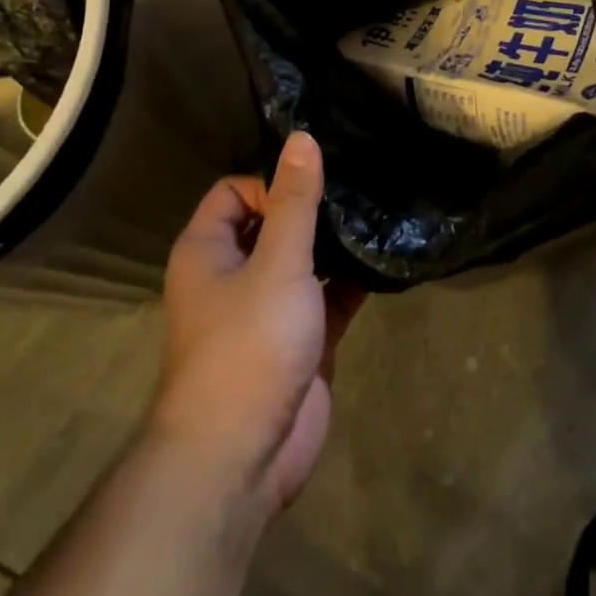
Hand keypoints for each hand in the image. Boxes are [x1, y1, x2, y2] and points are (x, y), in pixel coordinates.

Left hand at [150, 132, 362, 518]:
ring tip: (380, 215)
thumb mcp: (277, 263)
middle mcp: (233, 274)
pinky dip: (351, 282)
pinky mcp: (300, 340)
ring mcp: (268, 309)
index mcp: (209, 249)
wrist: (240, 458)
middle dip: (311, 209)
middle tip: (361, 188)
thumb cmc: (248, 346)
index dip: (270, 182)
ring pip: (303, 261)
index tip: (315, 185)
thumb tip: (301, 138)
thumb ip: (294, 202)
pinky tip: (386, 260)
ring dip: (335, 244)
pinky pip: (327, 297)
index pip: (234, 192)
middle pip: (272, 223)